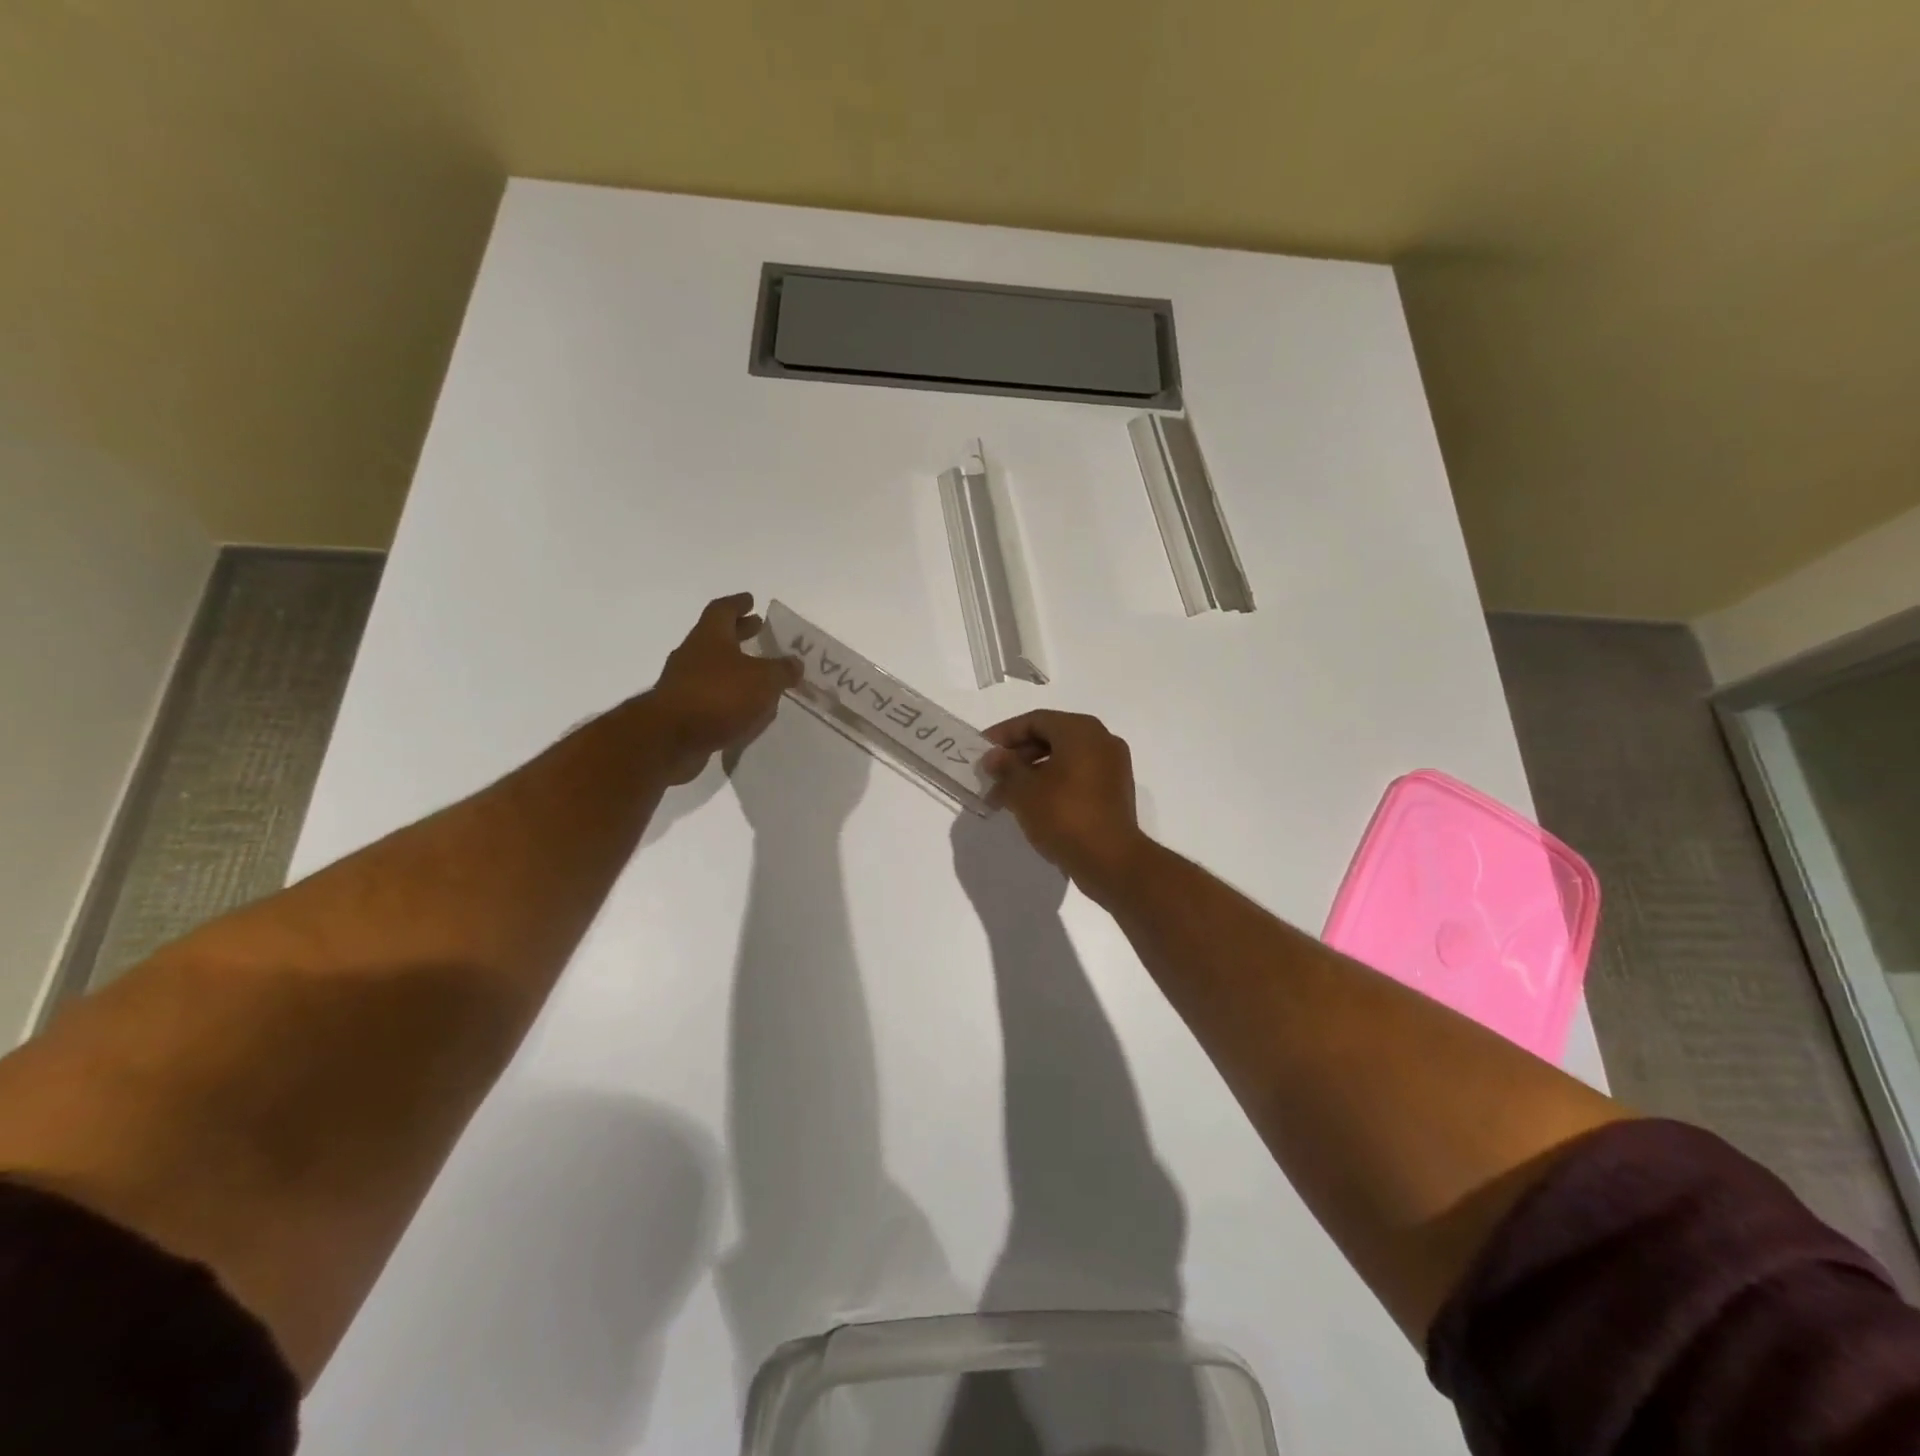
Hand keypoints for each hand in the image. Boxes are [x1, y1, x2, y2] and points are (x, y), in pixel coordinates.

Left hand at [648, 594, 800, 783]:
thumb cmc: (719, 696)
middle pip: (717, 637)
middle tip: (757, 630)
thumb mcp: (764, 680)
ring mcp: (683, 683)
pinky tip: (745, 708)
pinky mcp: (682, 711)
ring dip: (735, 667)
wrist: (670, 738)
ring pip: (713, 667)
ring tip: (758, 674)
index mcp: (710, 636)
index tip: (751, 600)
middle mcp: (692, 654)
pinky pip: (710, 696)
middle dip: (739, 633)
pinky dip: (728, 696)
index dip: (738, 604)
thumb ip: (782, 670)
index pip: (723, 610)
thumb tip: (795, 664)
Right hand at [981, 710, 1151, 902]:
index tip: (981, 751)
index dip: (1004, 734)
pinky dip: (1052, 785)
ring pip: (1063, 760)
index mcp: (1081, 731)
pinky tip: (1031, 806)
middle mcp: (1101, 740)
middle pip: (1050, 738)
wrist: (1111, 860)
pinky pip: (1077, 777)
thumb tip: (994, 757)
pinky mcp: (1114, 791)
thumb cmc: (1064, 815)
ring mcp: (1112, 767)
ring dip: (1032, 774)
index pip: (1035, 720)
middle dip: (1017, 757)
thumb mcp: (1024, 790)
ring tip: (1005, 796)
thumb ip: (1005, 767)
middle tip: (992, 776)